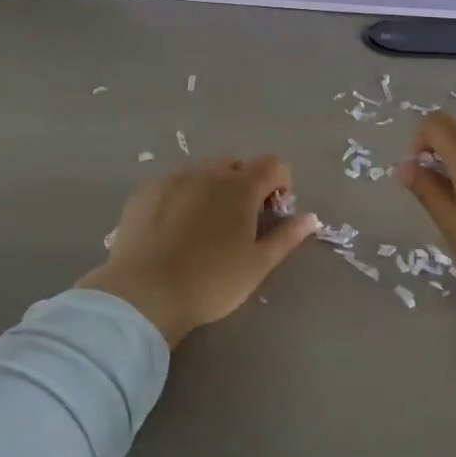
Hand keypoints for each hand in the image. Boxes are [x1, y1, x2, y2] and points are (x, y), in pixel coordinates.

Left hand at [78, 156, 317, 346]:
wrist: (144, 293)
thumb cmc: (211, 281)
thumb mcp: (257, 265)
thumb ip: (286, 237)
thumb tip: (310, 218)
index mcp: (240, 187)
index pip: (273, 164)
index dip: (280, 183)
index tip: (272, 213)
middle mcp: (208, 172)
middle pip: (236, 166)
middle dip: (244, 186)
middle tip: (238, 224)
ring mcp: (174, 178)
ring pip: (203, 172)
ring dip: (212, 190)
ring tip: (202, 228)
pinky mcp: (146, 191)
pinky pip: (173, 183)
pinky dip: (181, 197)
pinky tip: (172, 230)